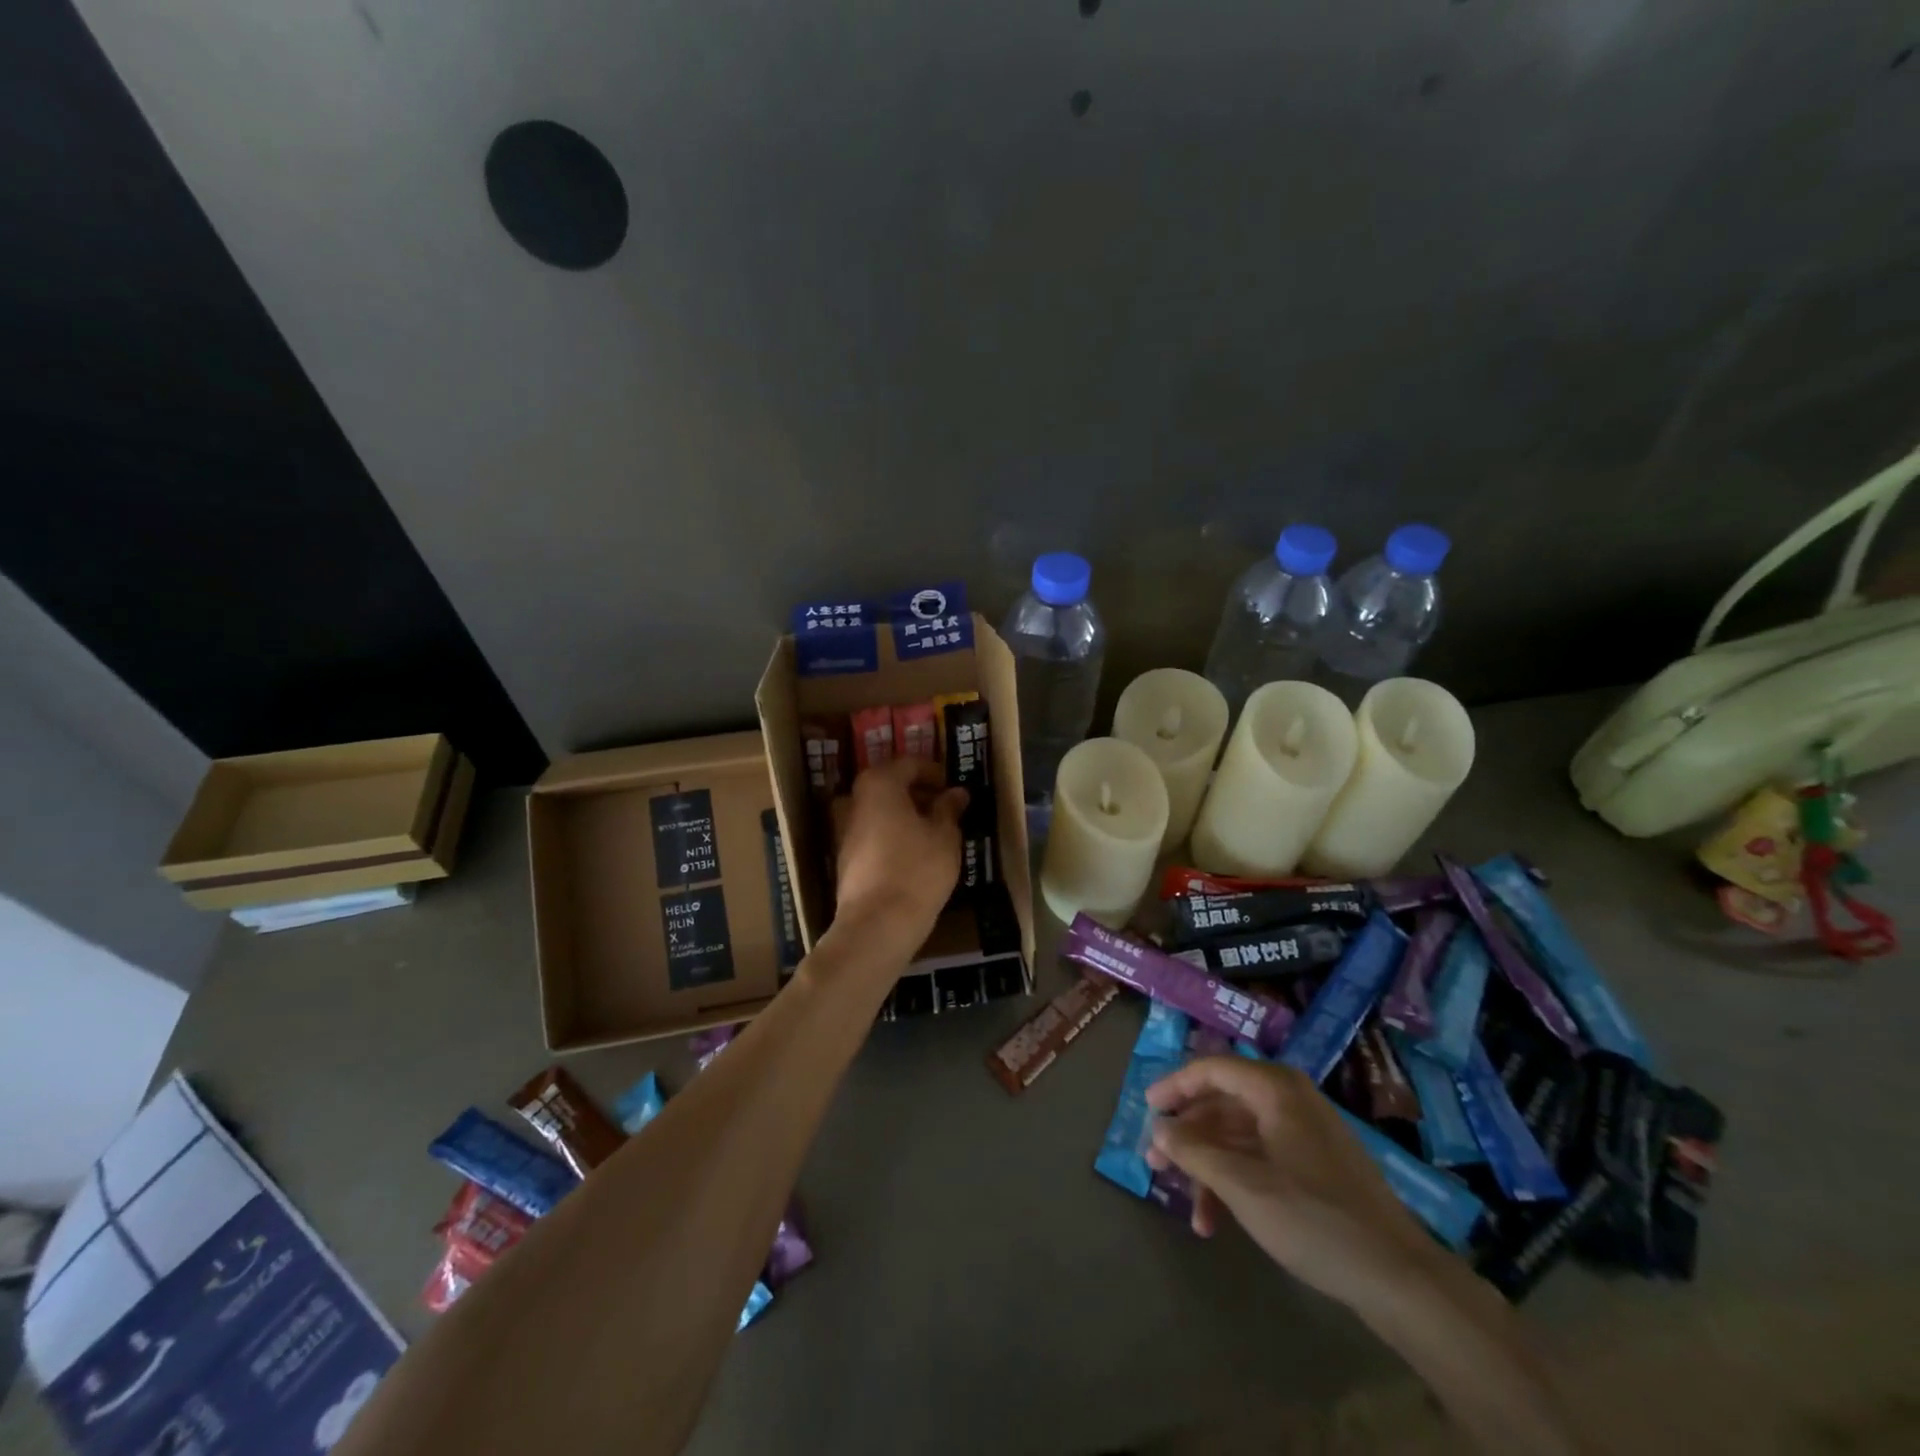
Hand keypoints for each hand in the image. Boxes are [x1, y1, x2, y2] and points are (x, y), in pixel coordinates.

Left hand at [833, 757, 967, 951]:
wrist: (876, 924)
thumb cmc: (917, 870)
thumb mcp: (945, 837)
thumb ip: (949, 809)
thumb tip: (956, 793)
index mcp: (879, 784)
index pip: (909, 764)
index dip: (934, 772)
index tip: (953, 788)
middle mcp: (855, 800)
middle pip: (890, 785)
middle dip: (918, 793)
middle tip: (947, 808)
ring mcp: (844, 830)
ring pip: (880, 811)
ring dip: (905, 815)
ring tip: (934, 832)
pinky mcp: (844, 858)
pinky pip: (873, 834)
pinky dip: (893, 835)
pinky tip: (914, 854)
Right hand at [1145, 1057, 1440, 1312]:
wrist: (1399, 1277)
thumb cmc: (1314, 1218)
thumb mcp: (1244, 1186)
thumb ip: (1195, 1152)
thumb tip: (1160, 1130)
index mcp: (1275, 1089)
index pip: (1212, 1069)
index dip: (1175, 1086)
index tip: (1147, 1110)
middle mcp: (1289, 1099)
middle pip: (1223, 1104)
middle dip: (1189, 1136)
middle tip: (1157, 1163)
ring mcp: (1305, 1133)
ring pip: (1240, 1136)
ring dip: (1210, 1167)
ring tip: (1190, 1209)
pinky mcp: (1316, 1165)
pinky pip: (1262, 1157)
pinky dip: (1236, 1181)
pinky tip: (1219, 1221)